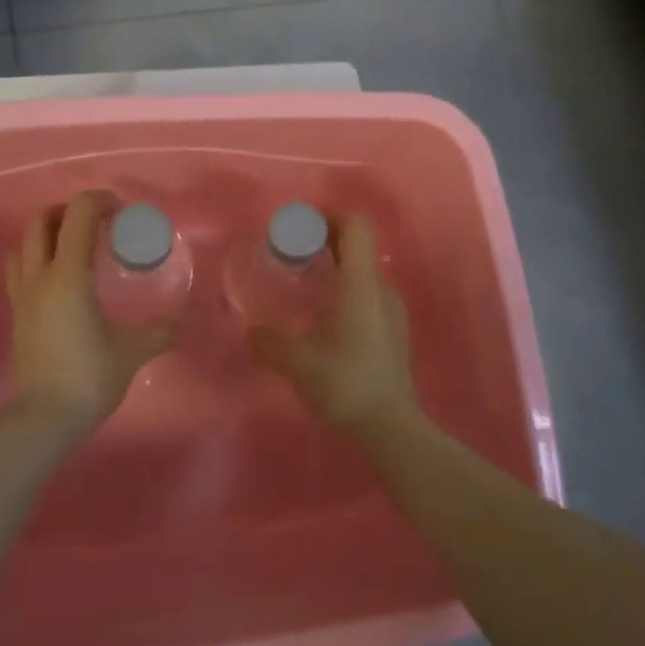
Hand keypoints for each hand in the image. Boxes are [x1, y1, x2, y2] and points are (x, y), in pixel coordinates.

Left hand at [4, 191, 175, 440]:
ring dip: (47, 233)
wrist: (43, 418)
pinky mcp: (16, 314)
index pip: (77, 215)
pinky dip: (37, 258)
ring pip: (23, 244)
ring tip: (74, 246)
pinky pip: (19, 270)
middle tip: (96, 223)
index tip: (121, 212)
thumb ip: (158, 332)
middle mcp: (39, 276)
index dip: (99, 201)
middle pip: (40, 221)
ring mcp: (22, 295)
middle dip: (68, 211)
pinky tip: (60, 279)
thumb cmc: (88, 376)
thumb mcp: (132, 351)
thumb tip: (178, 323)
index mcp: (68, 275)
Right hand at [250, 214, 419, 440]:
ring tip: (305, 284)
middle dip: (326, 240)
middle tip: (293, 255)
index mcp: (362, 284)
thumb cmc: (346, 385)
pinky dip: (346, 287)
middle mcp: (381, 288)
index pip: (356, 226)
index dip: (329, 217)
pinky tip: (324, 315)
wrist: (391, 428)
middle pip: (359, 244)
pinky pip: (368, 292)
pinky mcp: (393, 330)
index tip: (300, 229)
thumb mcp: (298, 363)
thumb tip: (252, 331)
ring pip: (363, 270)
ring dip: (336, 265)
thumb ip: (269, 342)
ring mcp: (392, 309)